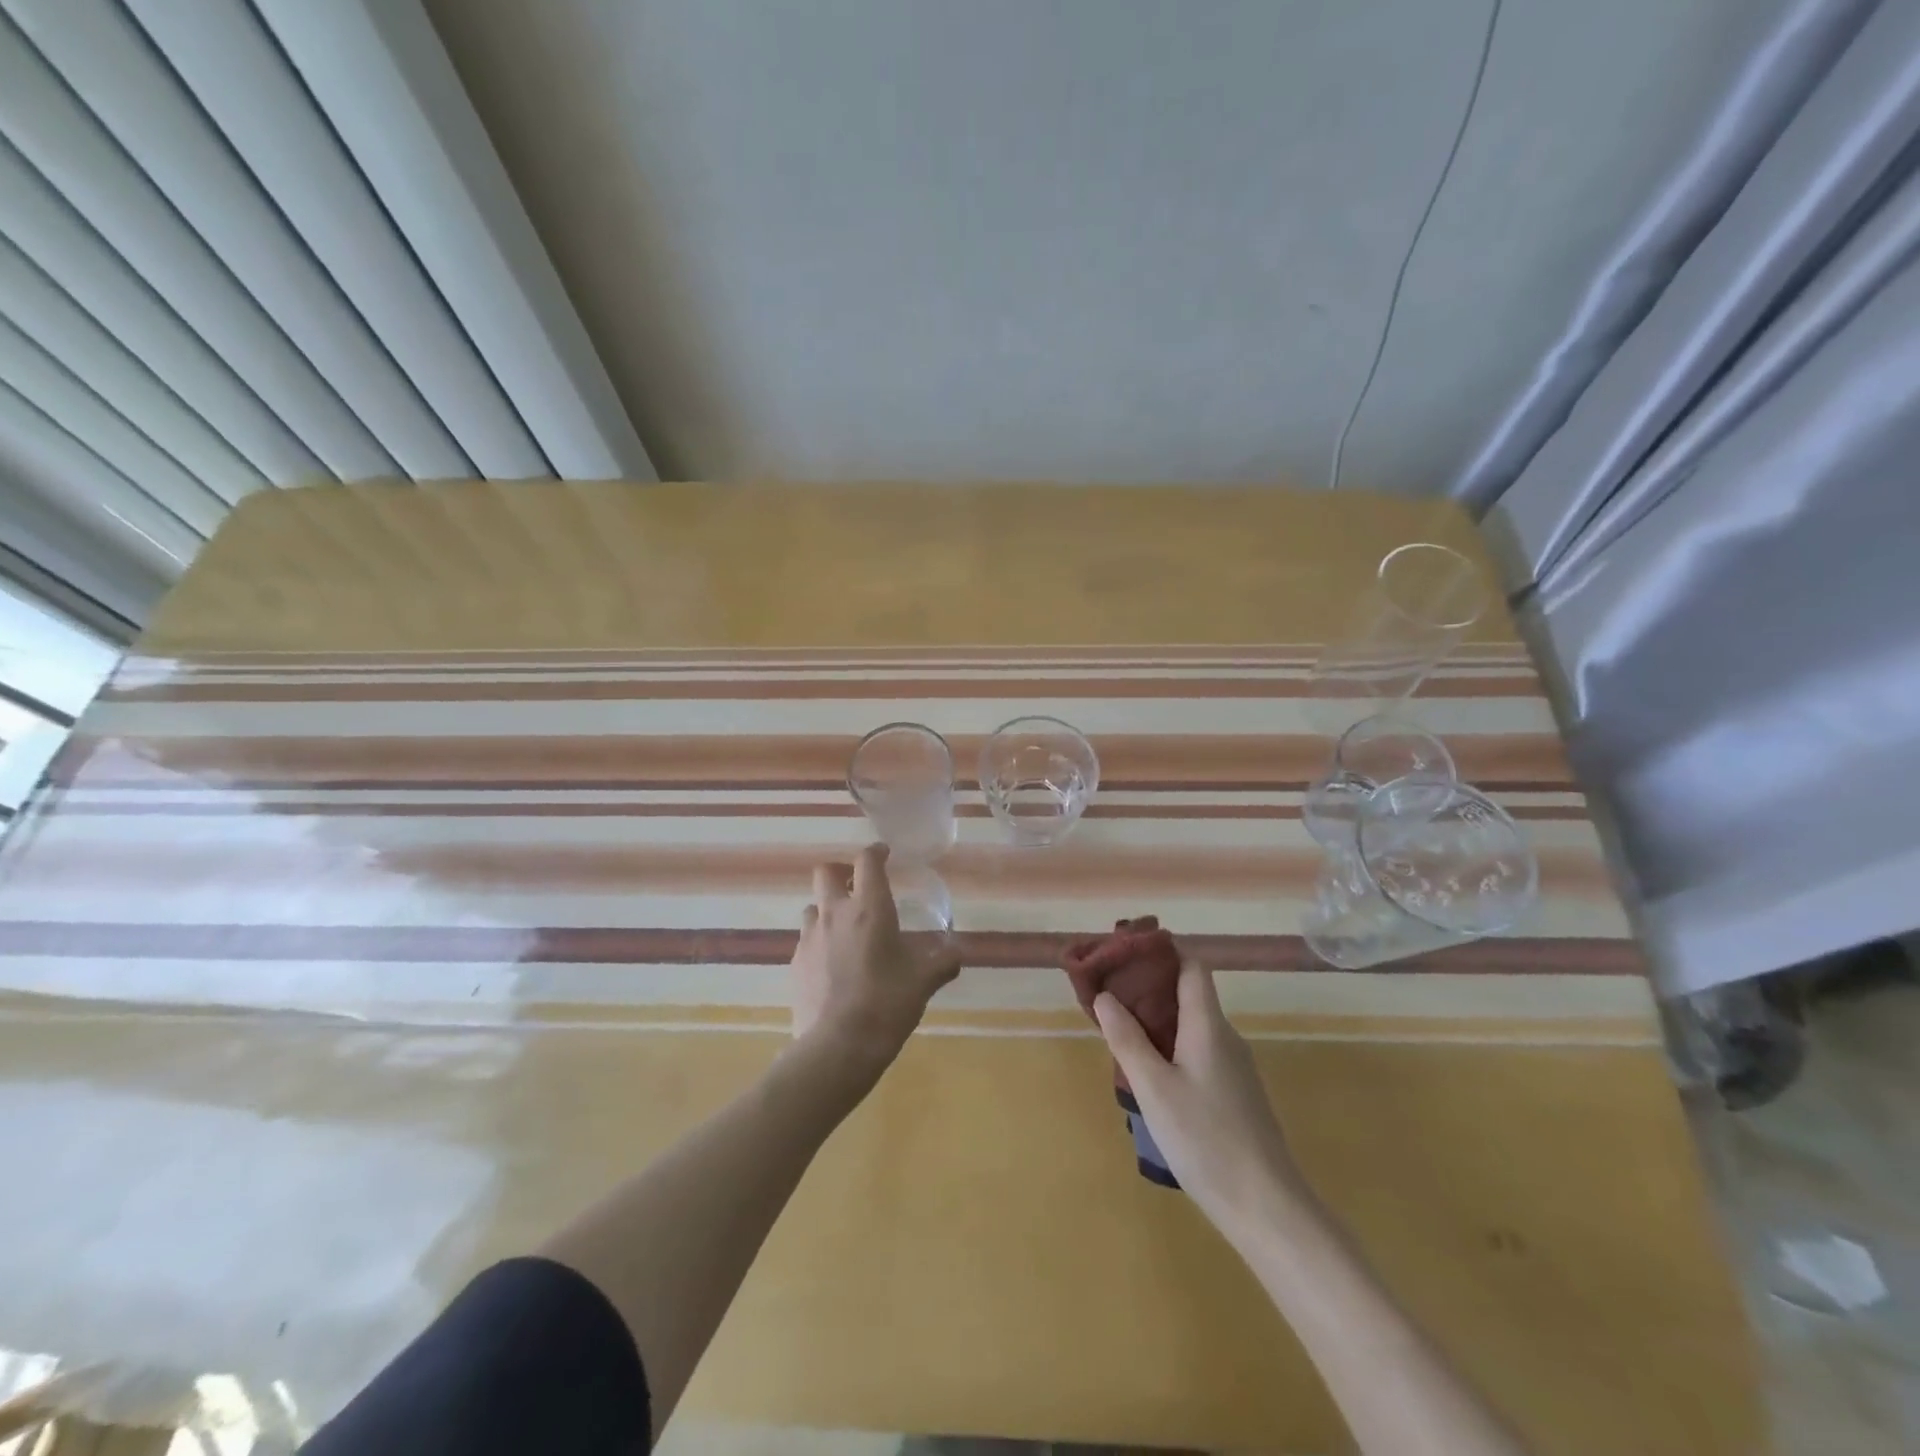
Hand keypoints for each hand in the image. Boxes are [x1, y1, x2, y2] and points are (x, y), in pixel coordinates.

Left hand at [791, 844, 962, 1072]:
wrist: (837, 1047)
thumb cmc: (886, 1003)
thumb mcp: (923, 981)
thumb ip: (942, 962)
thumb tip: (957, 952)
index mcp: (869, 908)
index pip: (867, 861)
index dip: (875, 852)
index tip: (885, 855)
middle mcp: (834, 914)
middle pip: (826, 872)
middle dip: (841, 872)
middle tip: (858, 887)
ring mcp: (809, 938)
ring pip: (812, 907)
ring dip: (827, 909)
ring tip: (846, 930)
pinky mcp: (795, 964)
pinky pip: (806, 940)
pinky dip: (819, 942)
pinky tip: (833, 966)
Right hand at [1094, 960, 1310, 1242]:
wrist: (1267, 1207)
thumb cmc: (1205, 1139)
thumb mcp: (1154, 1088)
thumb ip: (1127, 1039)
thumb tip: (1105, 996)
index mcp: (1208, 1026)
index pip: (1191, 967)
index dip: (1162, 952)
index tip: (1125, 953)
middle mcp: (1225, 1038)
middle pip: (1189, 994)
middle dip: (1149, 987)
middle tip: (1109, 994)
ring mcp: (1234, 1068)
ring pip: (1192, 1026)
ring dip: (1158, 1020)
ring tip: (1119, 1031)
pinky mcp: (1235, 1095)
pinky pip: (1198, 1052)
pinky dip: (1171, 1046)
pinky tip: (1149, 1072)